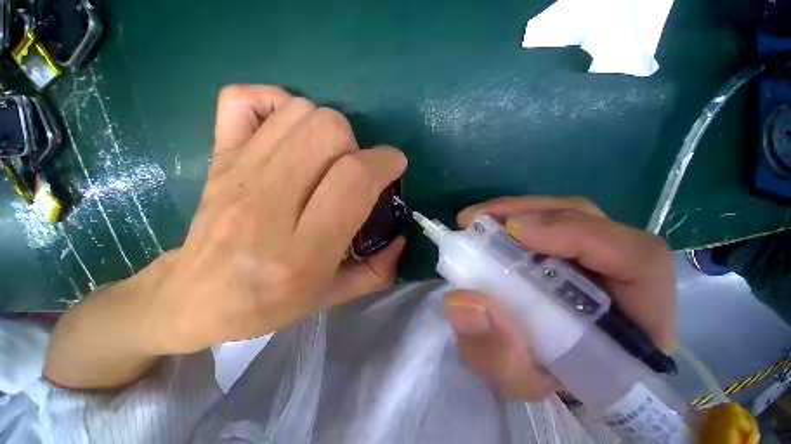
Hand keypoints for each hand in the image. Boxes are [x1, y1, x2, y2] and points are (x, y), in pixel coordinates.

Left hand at [141, 85, 406, 353]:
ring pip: (298, 113)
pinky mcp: (217, 157)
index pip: (352, 180)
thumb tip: (401, 237)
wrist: (193, 297)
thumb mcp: (332, 297)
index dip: (384, 163)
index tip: (394, 166)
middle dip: (356, 145)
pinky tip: (288, 132)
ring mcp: (236, 174)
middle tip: (355, 169)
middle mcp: (267, 206)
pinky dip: (275, 103)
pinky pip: (243, 100)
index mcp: (301, 251)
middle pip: (326, 132)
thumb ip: (376, 271)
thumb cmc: (267, 303)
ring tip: (327, 158)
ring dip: (327, 129)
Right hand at [445, 196, 676, 399]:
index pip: (639, 260)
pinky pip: (543, 223)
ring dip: (515, 212)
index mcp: (637, 321)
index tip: (515, 231)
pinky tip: (485, 228)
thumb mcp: (519, 380)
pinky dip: (510, 219)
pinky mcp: (566, 251)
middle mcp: (620, 277)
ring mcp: (593, 257)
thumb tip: (463, 301)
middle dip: (531, 213)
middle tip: (478, 220)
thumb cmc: (543, 381)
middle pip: (591, 221)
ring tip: (475, 221)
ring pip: (564, 215)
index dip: (579, 234)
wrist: (543, 371)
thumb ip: (498, 355)